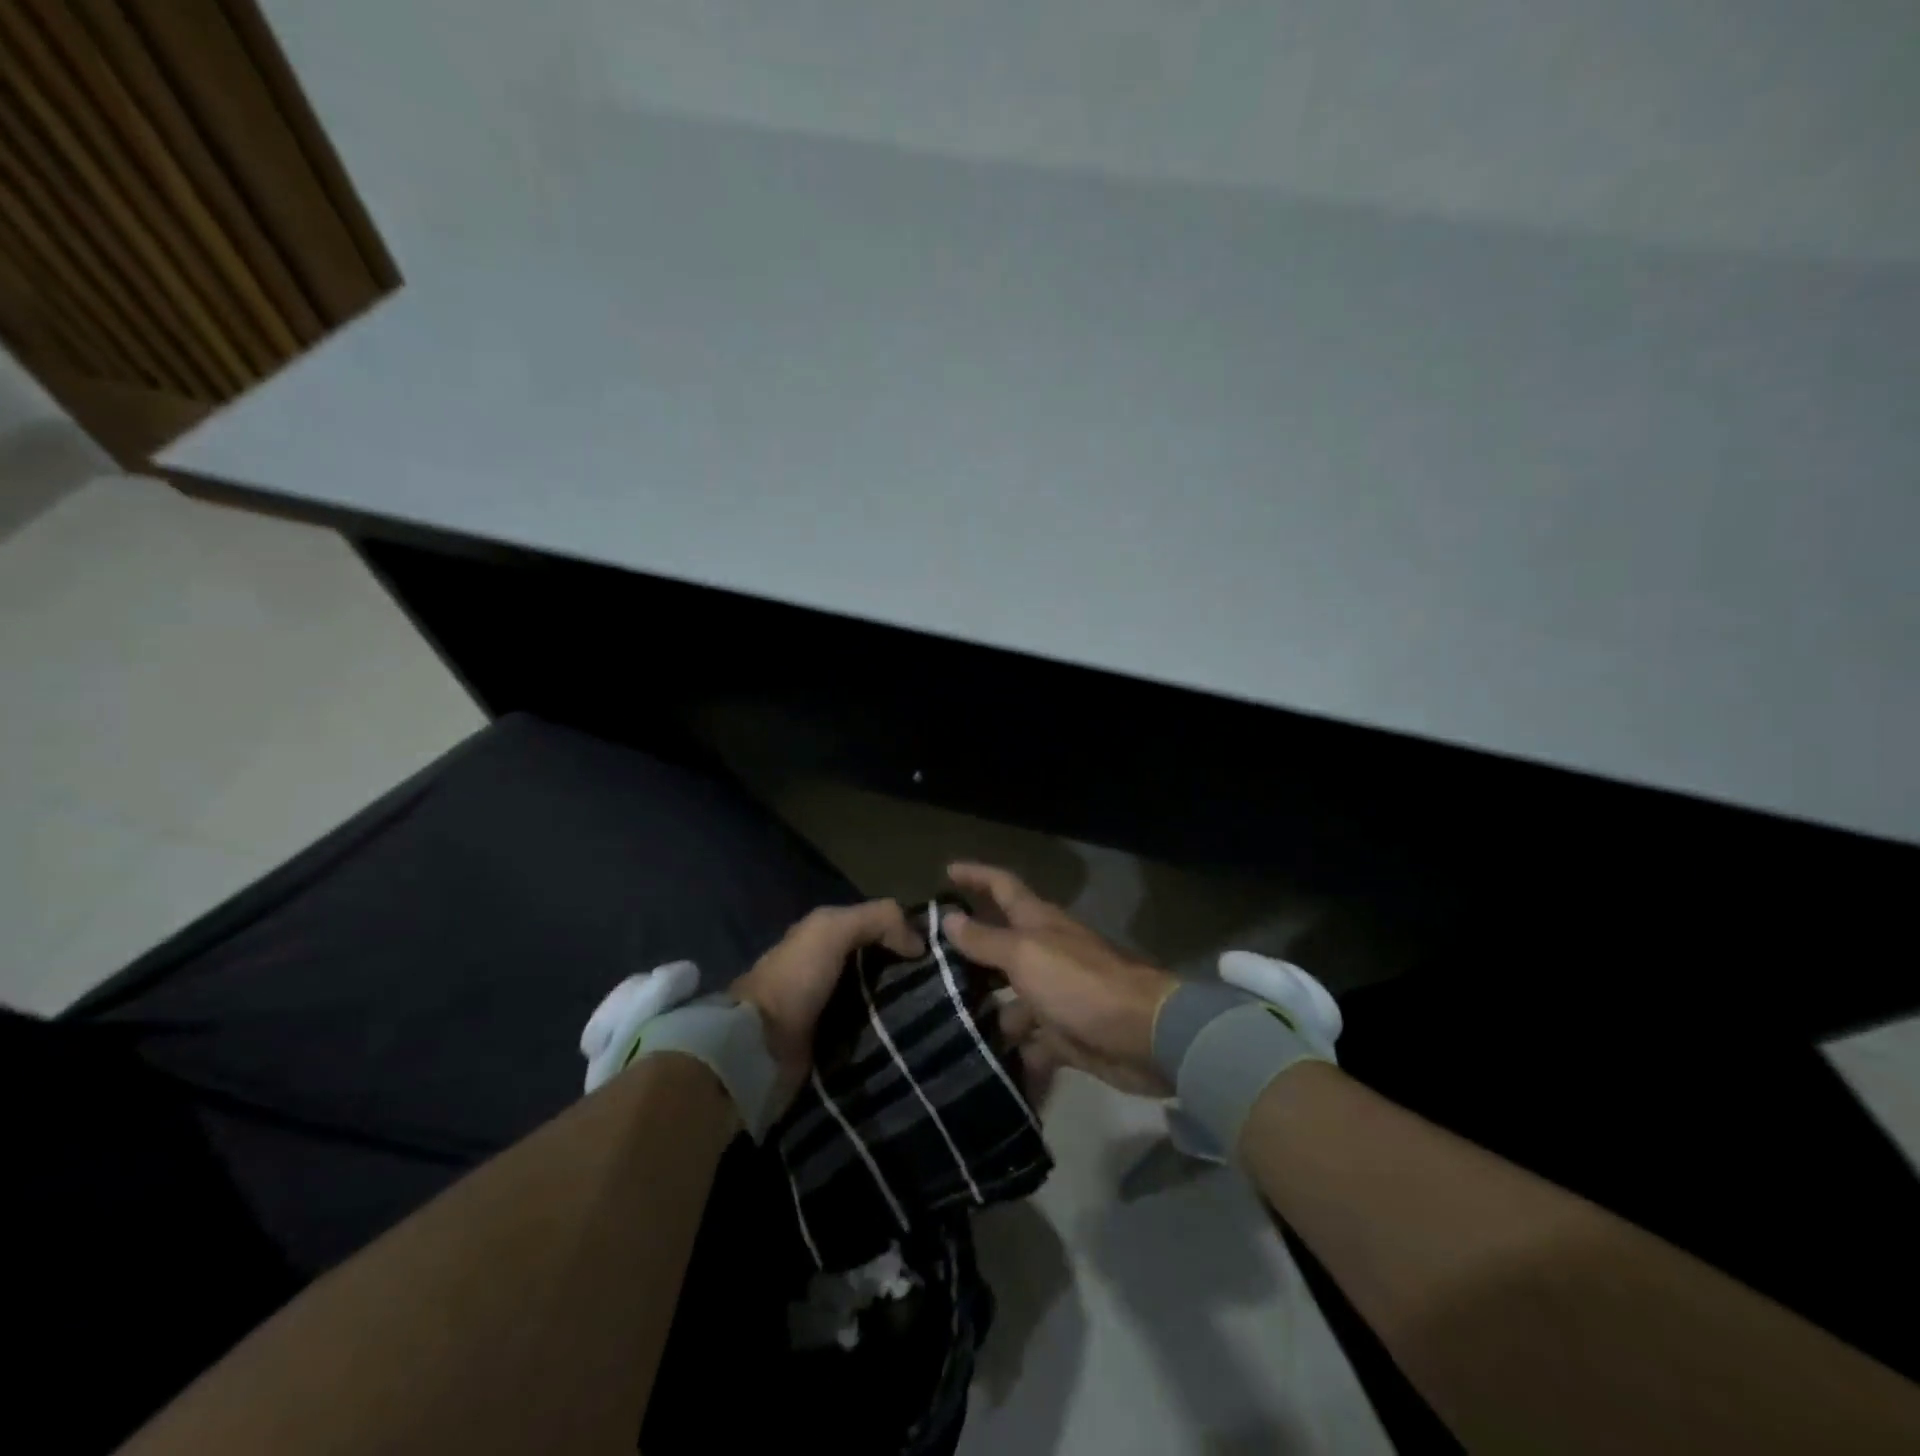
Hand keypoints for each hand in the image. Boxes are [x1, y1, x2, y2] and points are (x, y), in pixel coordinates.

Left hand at [730, 900, 924, 1114]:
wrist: (760, 1046)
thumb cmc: (796, 978)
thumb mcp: (832, 929)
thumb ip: (877, 919)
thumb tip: (920, 943)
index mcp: (825, 938)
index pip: (877, 927)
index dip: (907, 931)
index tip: (942, 945)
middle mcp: (830, 970)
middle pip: (882, 965)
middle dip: (911, 972)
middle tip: (948, 982)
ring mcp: (833, 1010)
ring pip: (882, 999)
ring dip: (905, 1005)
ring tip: (942, 1011)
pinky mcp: (836, 1046)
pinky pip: (874, 1033)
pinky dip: (892, 1033)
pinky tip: (918, 1035)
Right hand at [945, 863, 1177, 1095]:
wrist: (1144, 1035)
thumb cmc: (1079, 983)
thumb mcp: (1025, 955)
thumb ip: (985, 940)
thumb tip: (949, 918)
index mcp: (1037, 922)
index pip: (1002, 886)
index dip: (975, 875)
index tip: (945, 870)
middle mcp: (1045, 952)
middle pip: (1000, 945)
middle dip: (968, 953)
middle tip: (925, 967)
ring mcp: (1055, 994)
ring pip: (1011, 998)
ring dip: (984, 1010)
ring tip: (943, 1026)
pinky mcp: (1065, 1033)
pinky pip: (1030, 1041)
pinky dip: (1013, 1052)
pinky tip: (981, 1063)